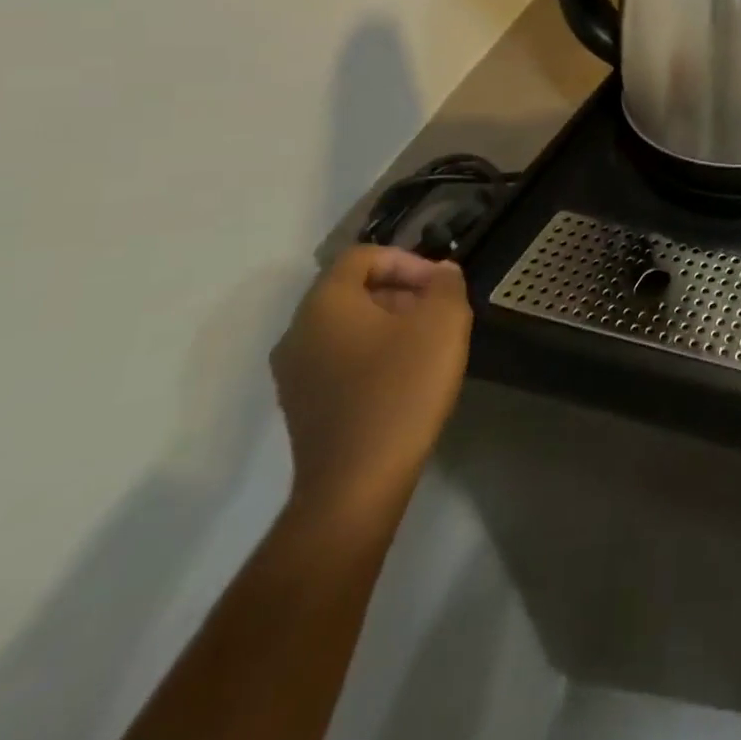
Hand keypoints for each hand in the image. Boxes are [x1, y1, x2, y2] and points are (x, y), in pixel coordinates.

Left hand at [271, 245, 471, 518]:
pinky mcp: (302, 406)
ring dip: (389, 323)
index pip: (362, 256)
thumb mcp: (443, 323)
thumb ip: (446, 285)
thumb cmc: (402, 389)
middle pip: (351, 290)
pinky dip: (372, 354)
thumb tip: (441, 274)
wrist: (356, 483)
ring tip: (428, 344)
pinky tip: (405, 377)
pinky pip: (339, 359)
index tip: (440, 286)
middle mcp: (297, 332)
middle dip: (400, 291)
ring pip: (345, 326)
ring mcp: (294, 373)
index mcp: (324, 304)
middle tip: (439, 312)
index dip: (407, 260)